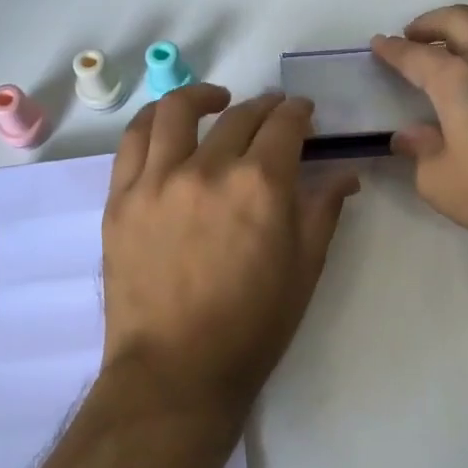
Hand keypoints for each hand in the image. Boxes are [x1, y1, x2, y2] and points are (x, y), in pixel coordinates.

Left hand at [100, 84, 359, 417]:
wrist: (176, 371)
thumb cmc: (252, 326)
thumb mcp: (304, 269)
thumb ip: (323, 209)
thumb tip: (346, 173)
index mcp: (261, 185)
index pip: (284, 125)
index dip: (298, 112)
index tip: (303, 112)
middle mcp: (209, 168)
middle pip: (240, 116)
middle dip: (265, 107)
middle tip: (273, 113)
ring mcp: (157, 179)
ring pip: (177, 111)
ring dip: (203, 95)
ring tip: (216, 99)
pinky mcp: (121, 197)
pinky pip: (134, 140)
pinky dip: (154, 120)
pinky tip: (168, 122)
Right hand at [372, 5, 467, 269]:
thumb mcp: (447, 187)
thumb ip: (422, 155)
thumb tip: (410, 134)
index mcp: (461, 85)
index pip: (417, 56)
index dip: (394, 49)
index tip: (380, 44)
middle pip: (460, 21)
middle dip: (431, 22)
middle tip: (415, 35)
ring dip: (467, 45)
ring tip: (456, 71)